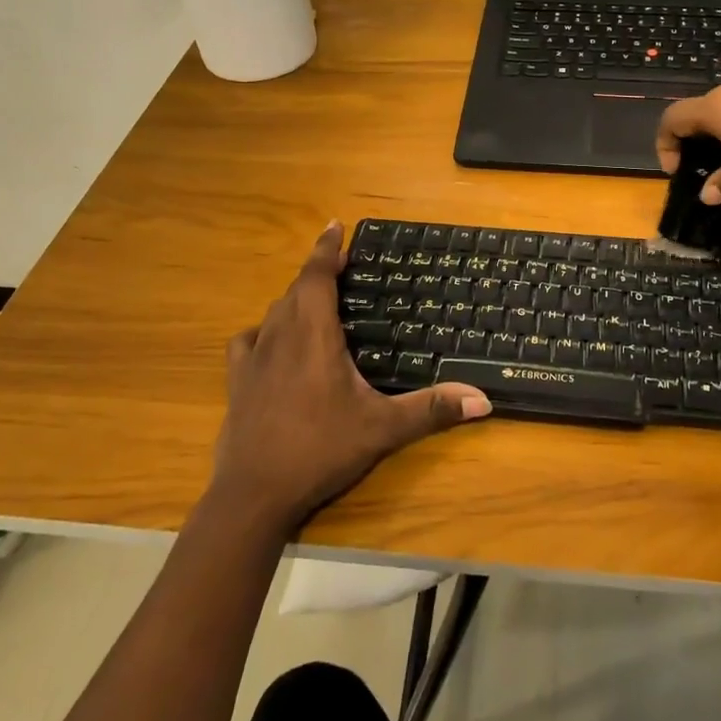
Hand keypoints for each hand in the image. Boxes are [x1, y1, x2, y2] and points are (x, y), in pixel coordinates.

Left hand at [212, 222, 491, 532]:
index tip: (336, 225)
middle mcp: (281, 336)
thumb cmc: (320, 450)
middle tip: (342, 267)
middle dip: (318, 272)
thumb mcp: (383, 429)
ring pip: (274, 312)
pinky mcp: (237, 381)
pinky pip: (247, 341)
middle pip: (296, 289)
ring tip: (316, 301)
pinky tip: (273, 343)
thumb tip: (483, 399)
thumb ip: (432, 409)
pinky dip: (263, 331)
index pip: (317, 277)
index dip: (327, 249)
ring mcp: (254, 359)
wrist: (254, 494)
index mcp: (314, 335)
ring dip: (294, 299)